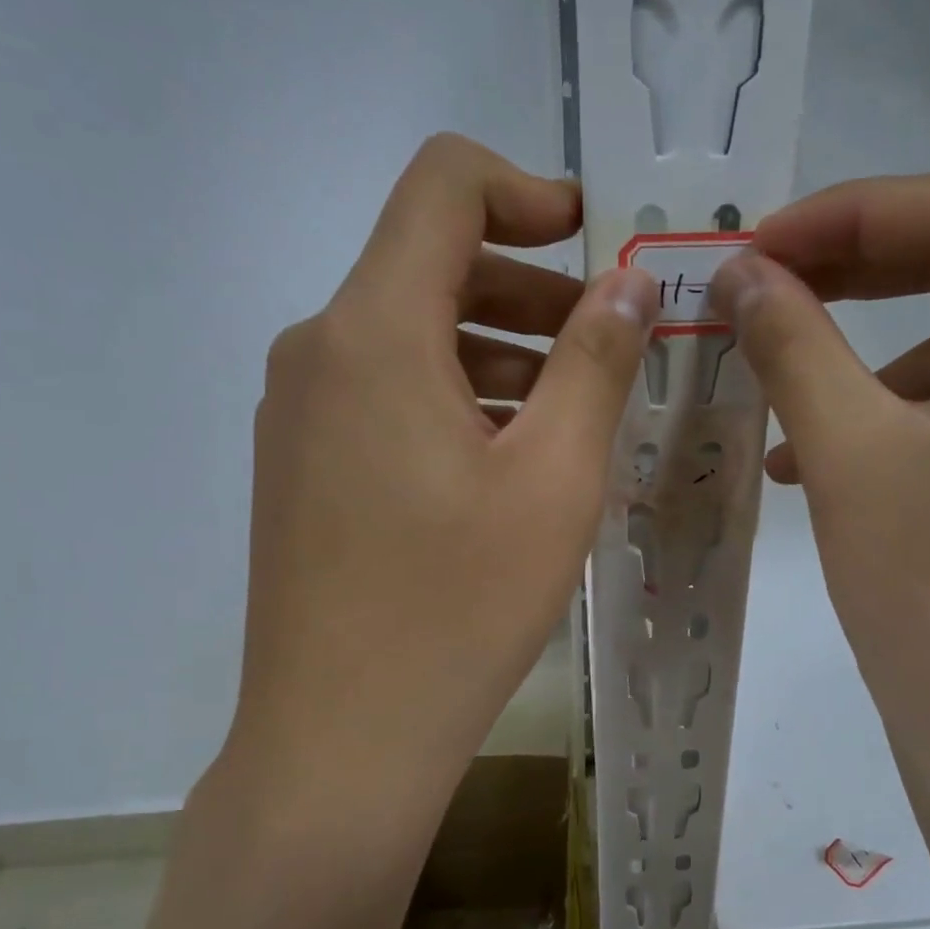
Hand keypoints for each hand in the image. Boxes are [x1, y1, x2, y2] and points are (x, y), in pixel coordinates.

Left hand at [224, 134, 656, 812]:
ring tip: (570, 414)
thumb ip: (597, 362)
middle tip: (608, 344)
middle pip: (429, 265)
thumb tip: (631, 284)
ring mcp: (298, 413)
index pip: (443, 187)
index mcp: (373, 331)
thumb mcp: (554, 478)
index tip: (594, 244)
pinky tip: (506, 462)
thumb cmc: (457, 606)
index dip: (527, 191)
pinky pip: (384, 396)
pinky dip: (453, 399)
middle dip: (529, 288)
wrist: (340, 740)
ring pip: (410, 337)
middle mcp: (317, 351)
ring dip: (496, 351)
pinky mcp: (300, 466)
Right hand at [710, 174, 929, 923]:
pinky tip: (824, 459)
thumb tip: (737, 271)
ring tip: (777, 396)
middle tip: (757, 290)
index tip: (751, 248)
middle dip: (851, 272)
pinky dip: (898, 413)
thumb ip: (791, 342)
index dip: (842, 216)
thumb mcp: (849, 456)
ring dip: (865, 356)